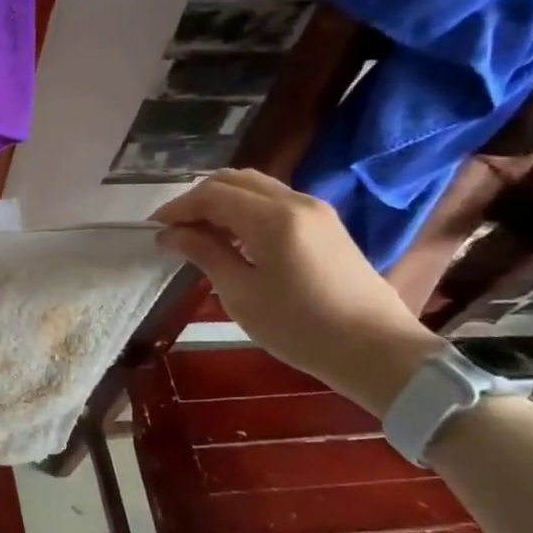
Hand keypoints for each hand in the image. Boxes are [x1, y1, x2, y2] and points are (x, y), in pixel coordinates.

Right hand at [151, 170, 441, 415]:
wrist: (378, 351)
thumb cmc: (300, 327)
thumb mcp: (241, 293)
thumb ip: (204, 253)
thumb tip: (170, 234)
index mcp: (272, 217)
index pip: (211, 194)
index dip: (177, 208)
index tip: (153, 230)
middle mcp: (295, 201)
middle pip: (233, 180)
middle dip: (197, 200)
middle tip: (175, 231)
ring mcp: (315, 210)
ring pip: (255, 187)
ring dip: (222, 202)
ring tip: (201, 235)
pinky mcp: (326, 225)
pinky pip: (274, 201)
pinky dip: (245, 210)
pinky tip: (234, 239)